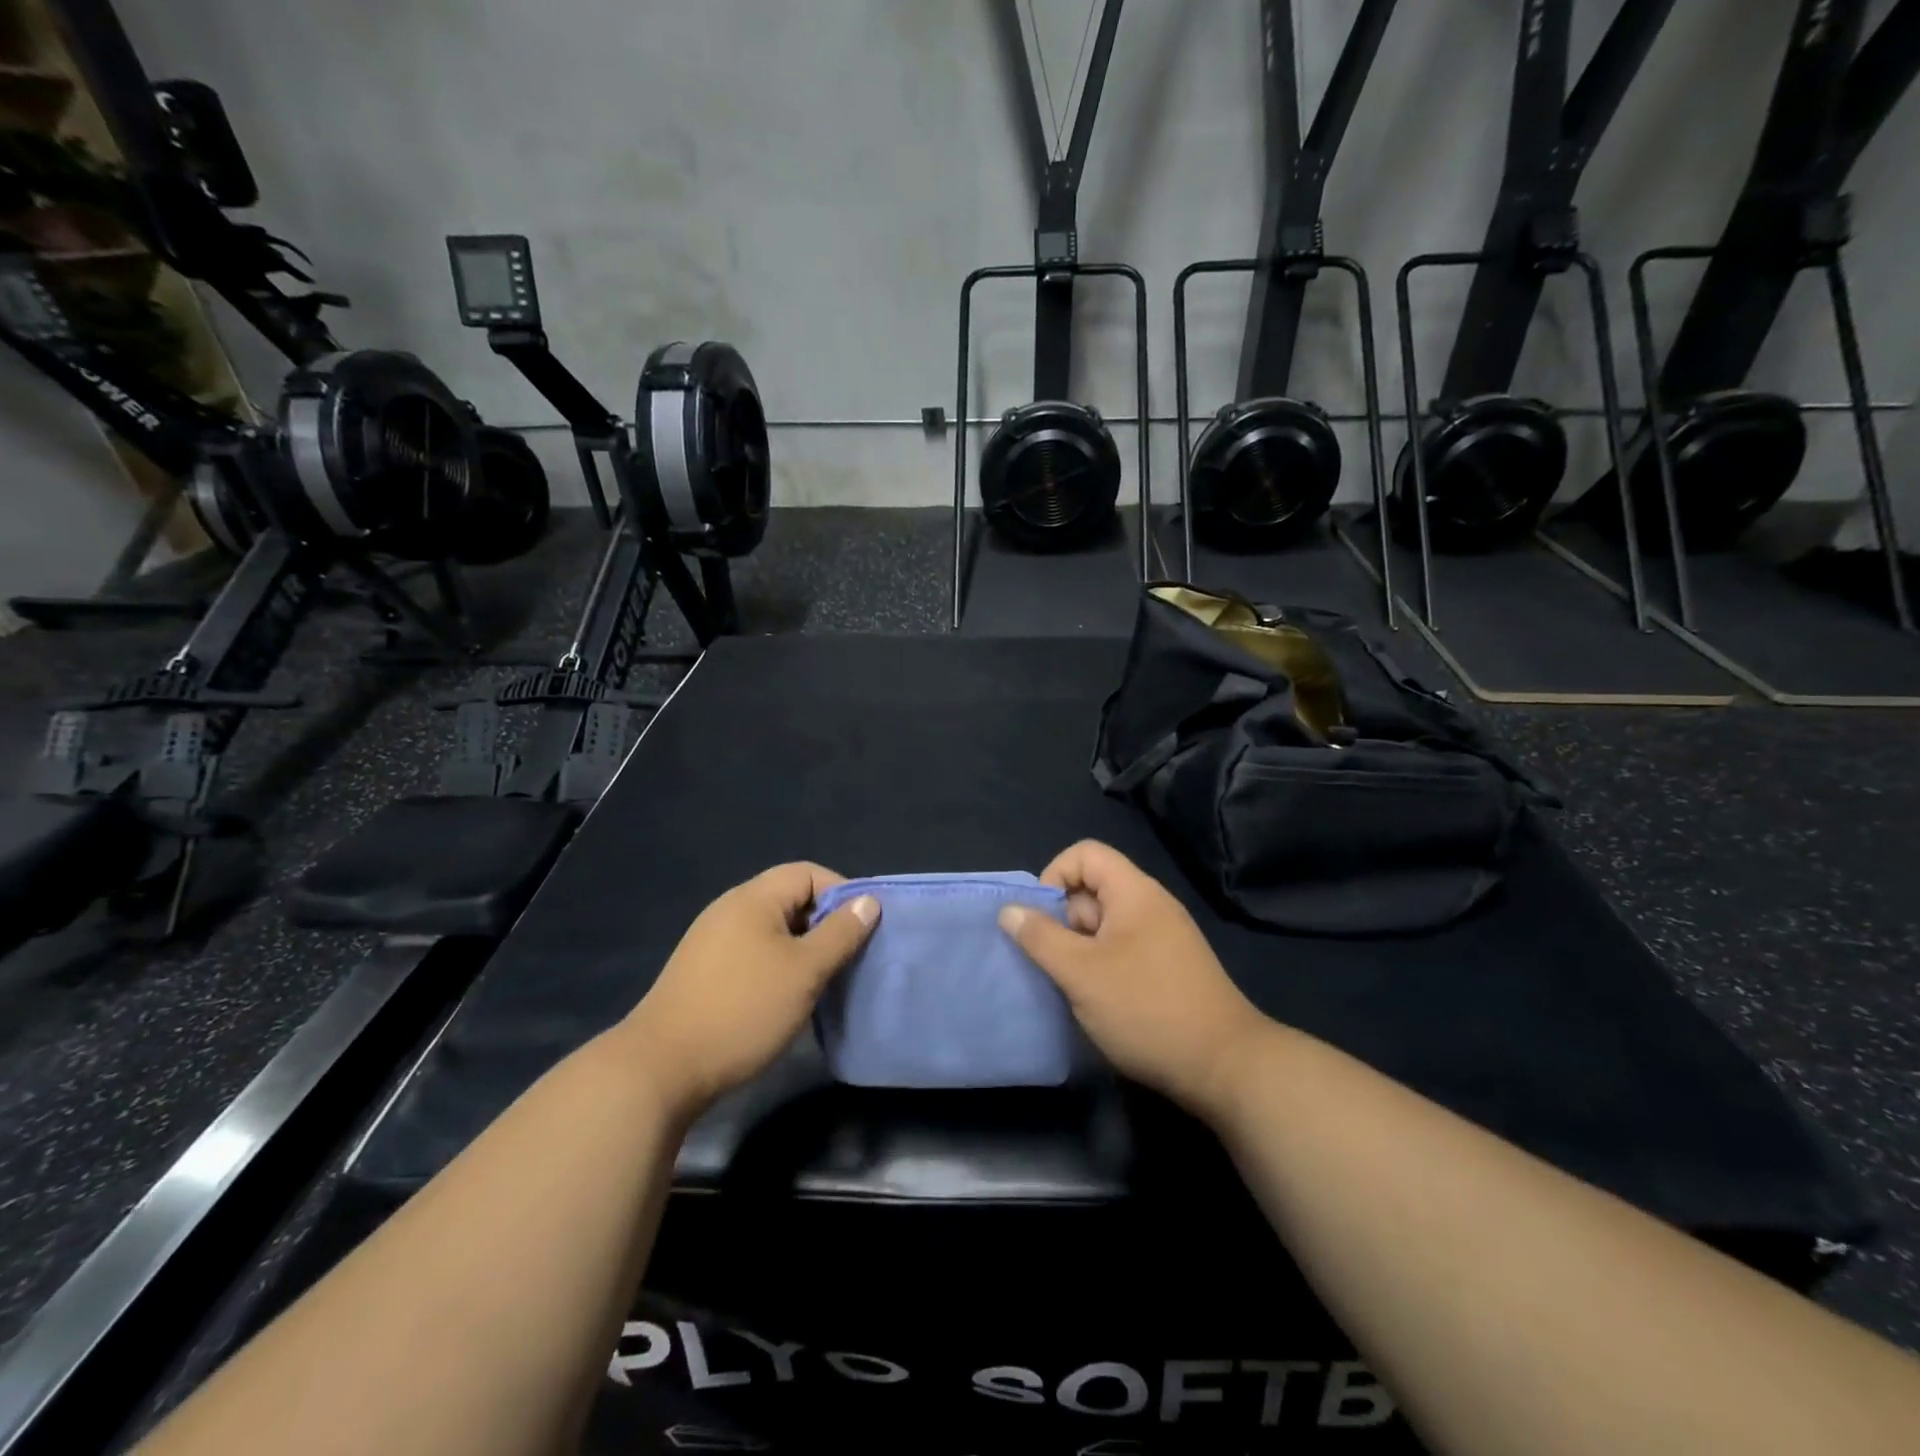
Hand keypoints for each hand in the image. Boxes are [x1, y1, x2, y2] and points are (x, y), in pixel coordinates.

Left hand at [621, 863, 877, 1120]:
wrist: (661, 1069)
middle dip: (825, 924)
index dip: (841, 893)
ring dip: (803, 948)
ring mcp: (712, 941)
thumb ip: (840, 933)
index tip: (862, 930)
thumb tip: (868, 901)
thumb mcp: (804, 971)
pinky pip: (753, 952)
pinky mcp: (704, 972)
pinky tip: (786, 998)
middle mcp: (730, 910)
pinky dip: (778, 965)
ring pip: (773, 930)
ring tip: (823, 981)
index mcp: (753, 899)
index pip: (808, 873)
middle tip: (847, 958)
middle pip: (790, 899)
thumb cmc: (743, 1010)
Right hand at [999, 840, 1272, 1119]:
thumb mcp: (1081, 972)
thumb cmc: (1146, 1009)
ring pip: (1103, 927)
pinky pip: (1120, 952)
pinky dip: (1099, 969)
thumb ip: (1040, 937)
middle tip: (1053, 964)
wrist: (1224, 1067)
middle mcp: (1150, 907)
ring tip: (1070, 988)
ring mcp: (1162, 939)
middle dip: (1062, 922)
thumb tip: (1009, 909)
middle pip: (1091, 891)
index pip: (1085, 854)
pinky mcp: (1167, 970)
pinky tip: (1094, 1003)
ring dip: (1078, 951)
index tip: (1039, 920)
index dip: (1054, 876)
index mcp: (1134, 893)